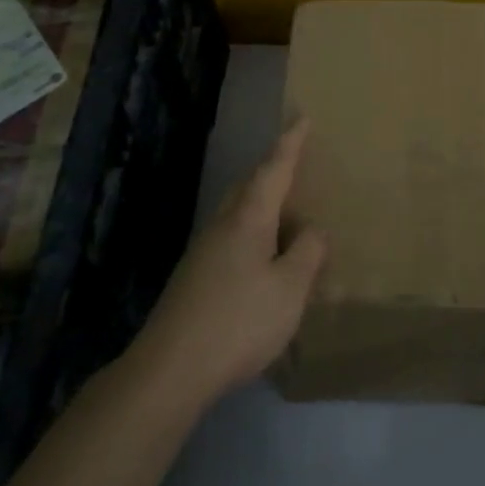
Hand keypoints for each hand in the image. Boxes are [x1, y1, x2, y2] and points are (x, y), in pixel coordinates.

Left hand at [132, 121, 327, 406]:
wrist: (170, 369)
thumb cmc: (238, 321)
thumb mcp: (289, 289)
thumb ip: (307, 254)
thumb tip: (313, 231)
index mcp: (248, 218)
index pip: (273, 168)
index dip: (290, 143)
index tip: (302, 116)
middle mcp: (222, 224)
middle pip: (249, 185)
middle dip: (272, 169)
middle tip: (296, 163)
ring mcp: (204, 250)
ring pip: (237, 212)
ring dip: (262, 203)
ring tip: (286, 213)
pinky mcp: (195, 276)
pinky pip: (232, 237)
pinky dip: (253, 233)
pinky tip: (263, 259)